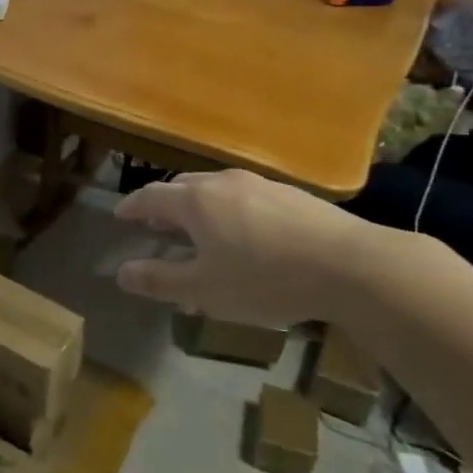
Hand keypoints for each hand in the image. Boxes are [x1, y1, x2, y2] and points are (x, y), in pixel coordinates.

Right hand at [113, 171, 380, 327]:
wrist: (352, 266)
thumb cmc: (266, 278)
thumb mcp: (205, 289)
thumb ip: (160, 280)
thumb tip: (121, 273)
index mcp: (195, 201)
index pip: (150, 196)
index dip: (132, 207)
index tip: (120, 216)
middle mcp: (222, 183)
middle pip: (182, 186)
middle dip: (164, 204)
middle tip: (158, 224)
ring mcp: (260, 184)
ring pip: (215, 188)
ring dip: (198, 205)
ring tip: (200, 228)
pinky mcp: (291, 194)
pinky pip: (244, 195)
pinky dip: (229, 209)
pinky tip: (245, 232)